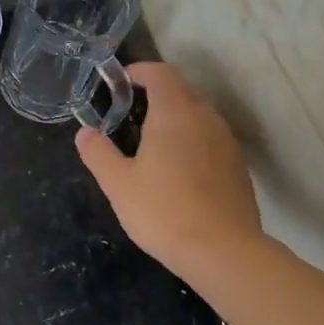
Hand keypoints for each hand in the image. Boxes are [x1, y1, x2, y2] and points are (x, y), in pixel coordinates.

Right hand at [74, 62, 262, 278]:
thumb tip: (85, 133)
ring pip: (199, 116)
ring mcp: (227, 143)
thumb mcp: (117, 183)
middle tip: (130, 114)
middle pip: (182, 92)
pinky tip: (178, 171)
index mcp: (174, 114)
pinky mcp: (238, 167)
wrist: (224, 253)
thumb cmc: (163, 211)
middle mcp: (205, 119)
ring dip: (176, 119)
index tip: (121, 81)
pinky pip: (211, 140)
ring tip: (152, 144)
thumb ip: (98, 153)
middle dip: (156, 95)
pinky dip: (192, 142)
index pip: (161, 73)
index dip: (141, 71)